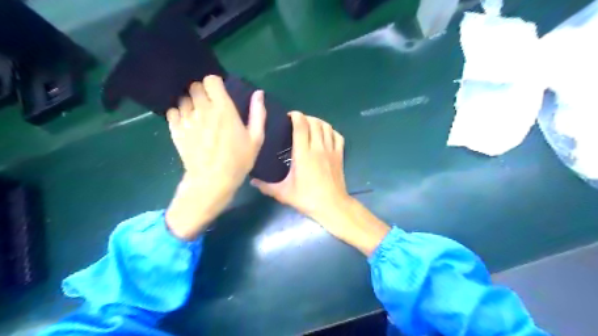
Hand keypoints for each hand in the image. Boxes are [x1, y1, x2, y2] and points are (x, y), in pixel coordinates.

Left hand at [164, 75, 264, 239]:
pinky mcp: (176, 130)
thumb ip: (258, 114)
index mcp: (223, 109)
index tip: (220, 93)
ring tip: (198, 115)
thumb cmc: (238, 160)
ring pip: (183, 98)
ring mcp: (186, 119)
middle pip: (195, 86)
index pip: (210, 80)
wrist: (212, 181)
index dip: (215, 84)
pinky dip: (178, 113)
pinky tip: (187, 122)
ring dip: (190, 102)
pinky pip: (172, 112)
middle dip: (202, 92)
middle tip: (210, 105)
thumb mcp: (256, 139)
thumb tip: (258, 93)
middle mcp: (202, 109)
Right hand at [250, 111, 390, 255]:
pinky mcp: (340, 155)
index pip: (301, 126)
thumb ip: (266, 186)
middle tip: (297, 123)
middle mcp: (318, 148)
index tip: (289, 117)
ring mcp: (331, 150)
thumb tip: (251, 180)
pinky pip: (337, 136)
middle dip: (305, 118)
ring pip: (327, 127)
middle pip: (314, 122)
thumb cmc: (307, 198)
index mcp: (303, 154)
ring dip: (318, 122)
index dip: (295, 116)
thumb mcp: (283, 193)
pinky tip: (325, 135)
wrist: (332, 206)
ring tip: (310, 126)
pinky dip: (331, 131)